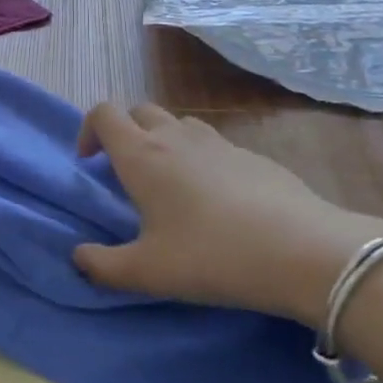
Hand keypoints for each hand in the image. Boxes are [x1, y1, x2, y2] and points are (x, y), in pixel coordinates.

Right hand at [73, 103, 382, 327]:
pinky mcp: (252, 155)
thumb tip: (78, 257)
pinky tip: (218, 201)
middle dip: (125, 133)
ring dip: (163, 141)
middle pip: (139, 110)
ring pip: (178, 123)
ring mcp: (218, 142)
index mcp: (142, 155)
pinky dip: (201, 159)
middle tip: (128, 174)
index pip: (103, 113)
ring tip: (171, 185)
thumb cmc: (212, 256)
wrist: (303, 251)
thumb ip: (102, 266)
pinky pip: (213, 144)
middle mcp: (175, 137)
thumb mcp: (147, 272)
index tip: (90, 163)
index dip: (88, 130)